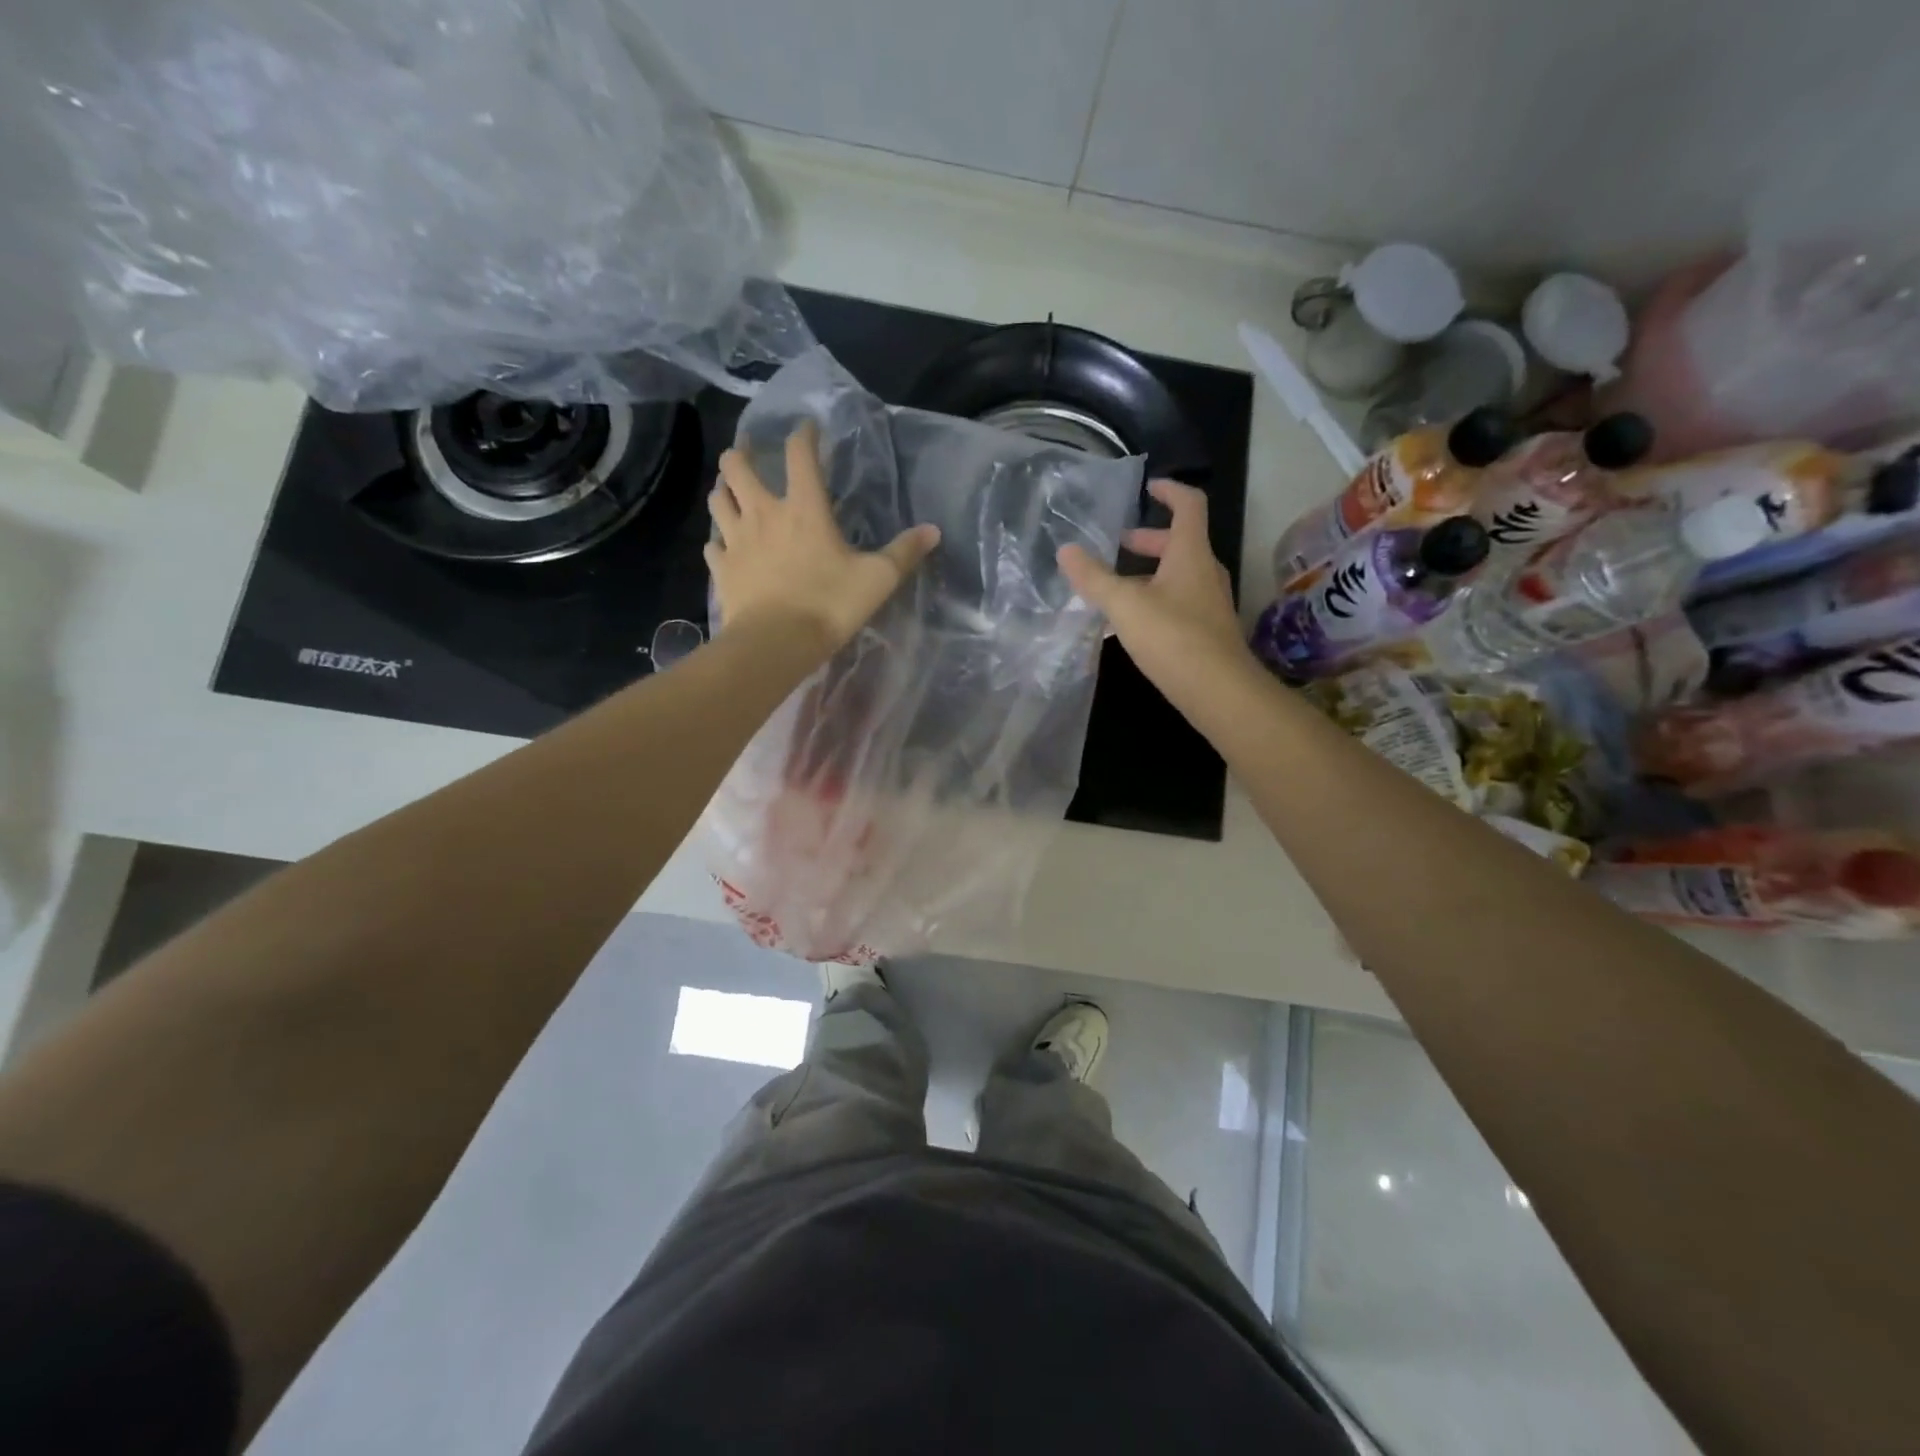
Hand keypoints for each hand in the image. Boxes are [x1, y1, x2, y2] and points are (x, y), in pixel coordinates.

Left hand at [706, 422, 939, 657]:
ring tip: (730, 490)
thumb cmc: (829, 605)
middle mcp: (764, 514)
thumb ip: (904, 552)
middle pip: (737, 468)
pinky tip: (723, 545)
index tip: (807, 428)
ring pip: (718, 501)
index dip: (803, 435)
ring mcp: (736, 541)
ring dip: (723, 490)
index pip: (800, 455)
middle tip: (747, 452)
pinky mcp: (722, 569)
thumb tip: (933, 530)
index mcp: (804, 508)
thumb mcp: (878, 579)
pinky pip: (712, 546)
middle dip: (740, 454)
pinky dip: (717, 540)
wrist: (776, 643)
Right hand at [1058, 479, 1257, 712]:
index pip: (1188, 505)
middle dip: (1146, 541)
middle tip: (1116, 545)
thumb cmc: (1173, 637)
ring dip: (1146, 575)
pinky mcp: (1205, 632)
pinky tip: (1126, 627)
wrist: (1218, 691)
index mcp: (1190, 554)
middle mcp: (1205, 572)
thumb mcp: (1124, 605)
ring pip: (1175, 576)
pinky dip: (1151, 602)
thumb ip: (1094, 578)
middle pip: (1178, 543)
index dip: (1170, 490)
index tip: (1149, 487)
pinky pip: (1175, 603)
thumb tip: (1065, 550)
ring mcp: (1208, 603)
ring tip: (1112, 589)